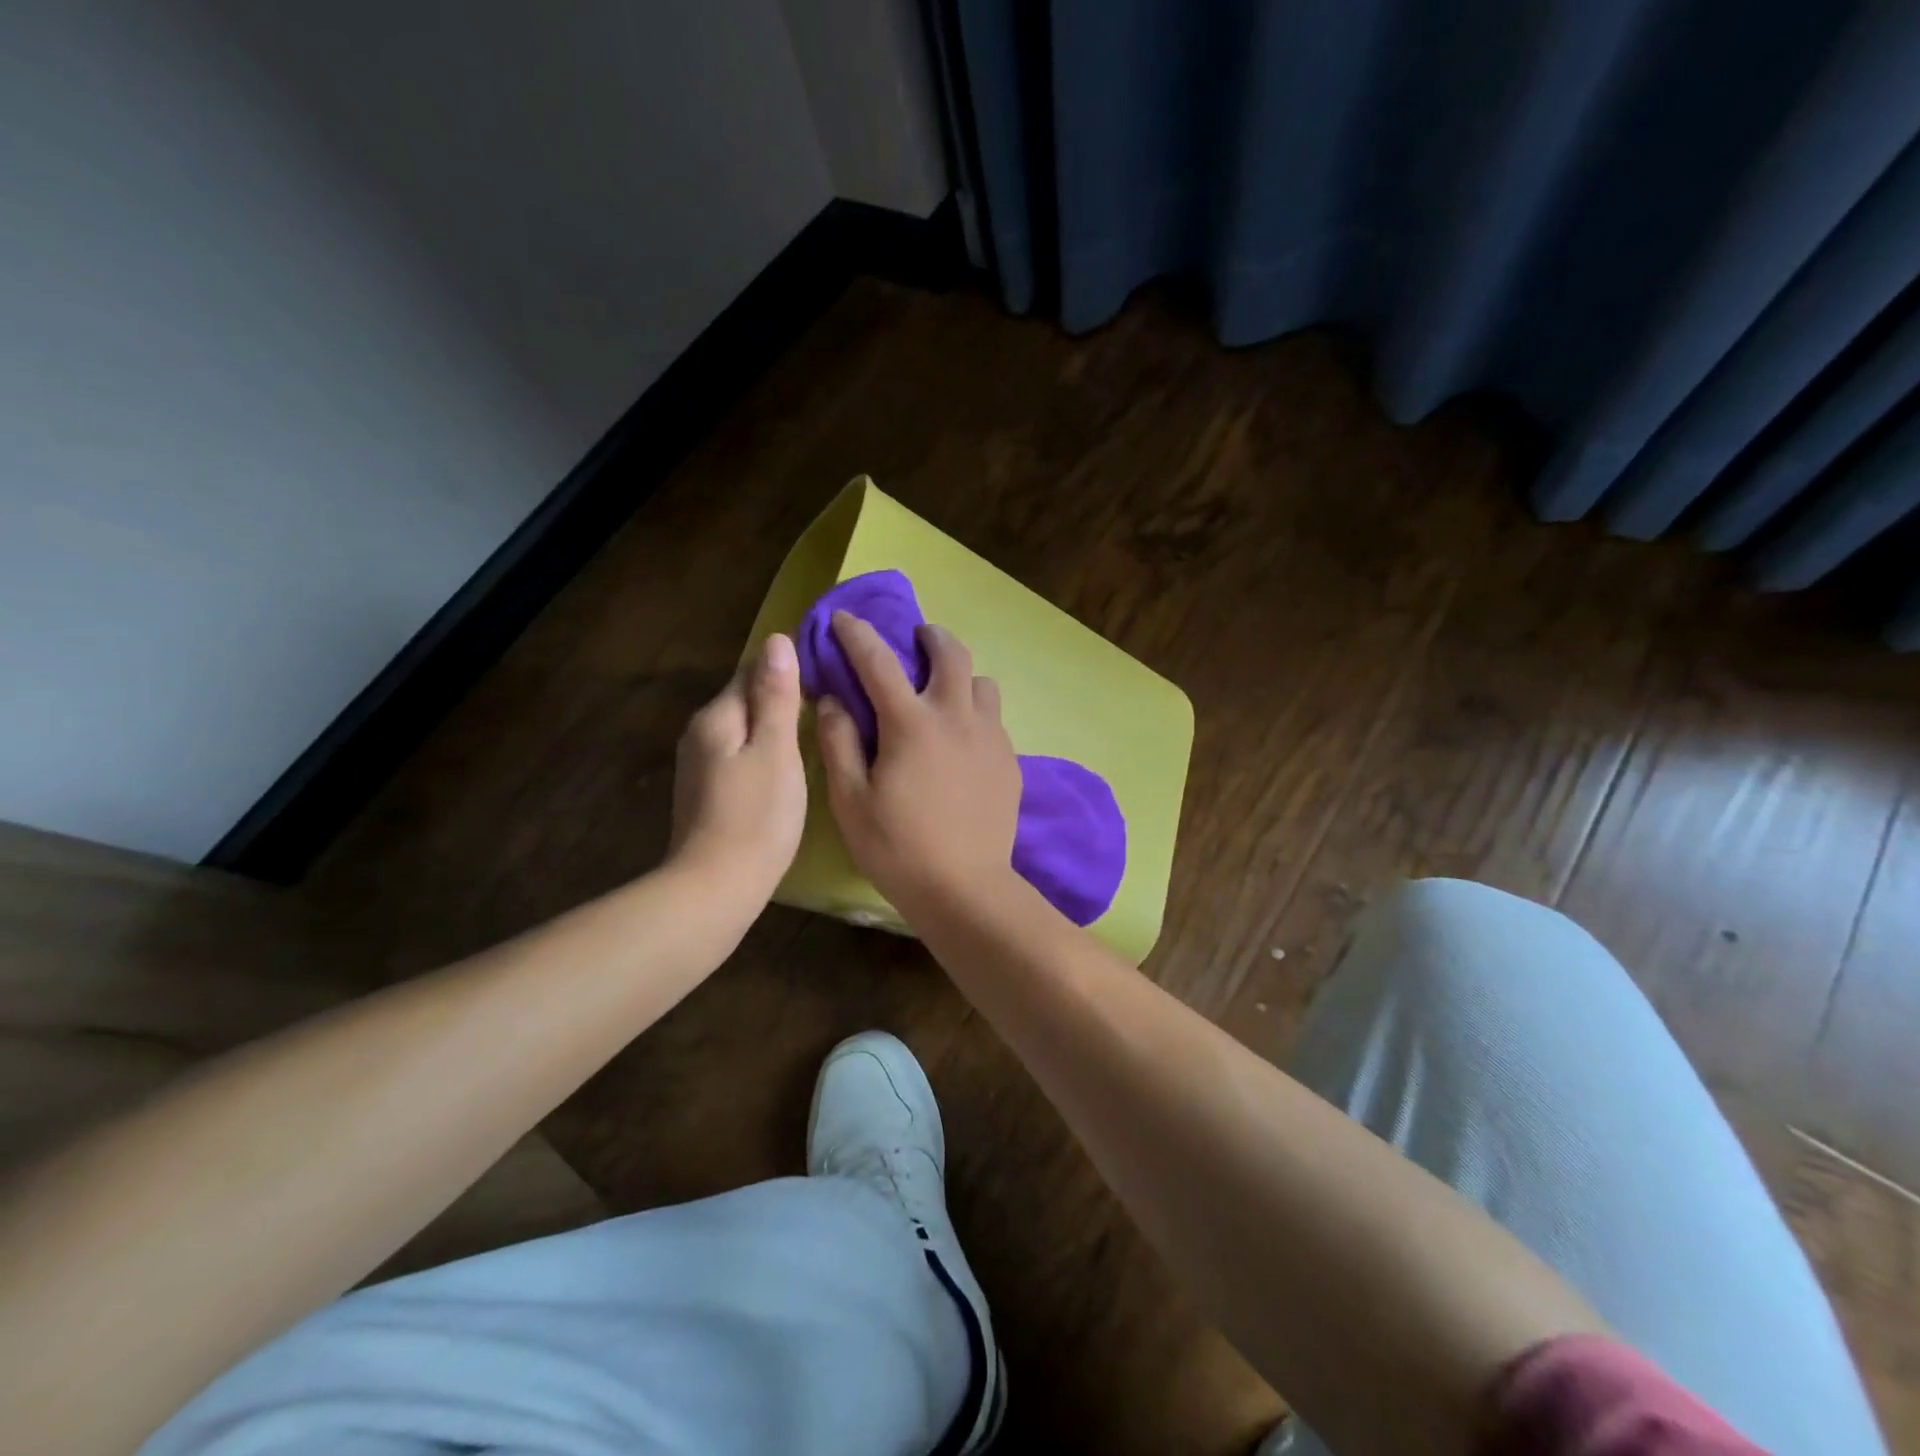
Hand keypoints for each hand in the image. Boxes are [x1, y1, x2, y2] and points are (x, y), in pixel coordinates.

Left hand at [668, 633, 806, 905]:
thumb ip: (776, 696)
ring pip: (744, 729)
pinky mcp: (707, 793)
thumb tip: (777, 640)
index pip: (751, 670)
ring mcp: (700, 766)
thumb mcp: (776, 751)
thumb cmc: (756, 817)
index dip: (787, 666)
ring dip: (773, 725)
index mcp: (717, 717)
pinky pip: (740, 756)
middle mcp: (701, 734)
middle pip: (745, 699)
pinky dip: (764, 752)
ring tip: (815, 730)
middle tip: (829, 701)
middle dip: (781, 695)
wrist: (715, 889)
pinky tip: (788, 767)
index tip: (826, 670)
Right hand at [816, 613, 1023, 916]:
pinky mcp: (1009, 760)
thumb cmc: (898, 848)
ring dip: (960, 675)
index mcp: (911, 723)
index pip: (878, 661)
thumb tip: (834, 700)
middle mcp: (956, 717)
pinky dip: (975, 711)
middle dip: (929, 636)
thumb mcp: (850, 800)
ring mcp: (990, 737)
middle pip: (951, 652)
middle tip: (915, 640)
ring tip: (943, 692)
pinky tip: (962, 739)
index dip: (857, 634)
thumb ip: (838, 743)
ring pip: (982, 682)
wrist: (965, 889)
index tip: (843, 619)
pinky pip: (994, 717)